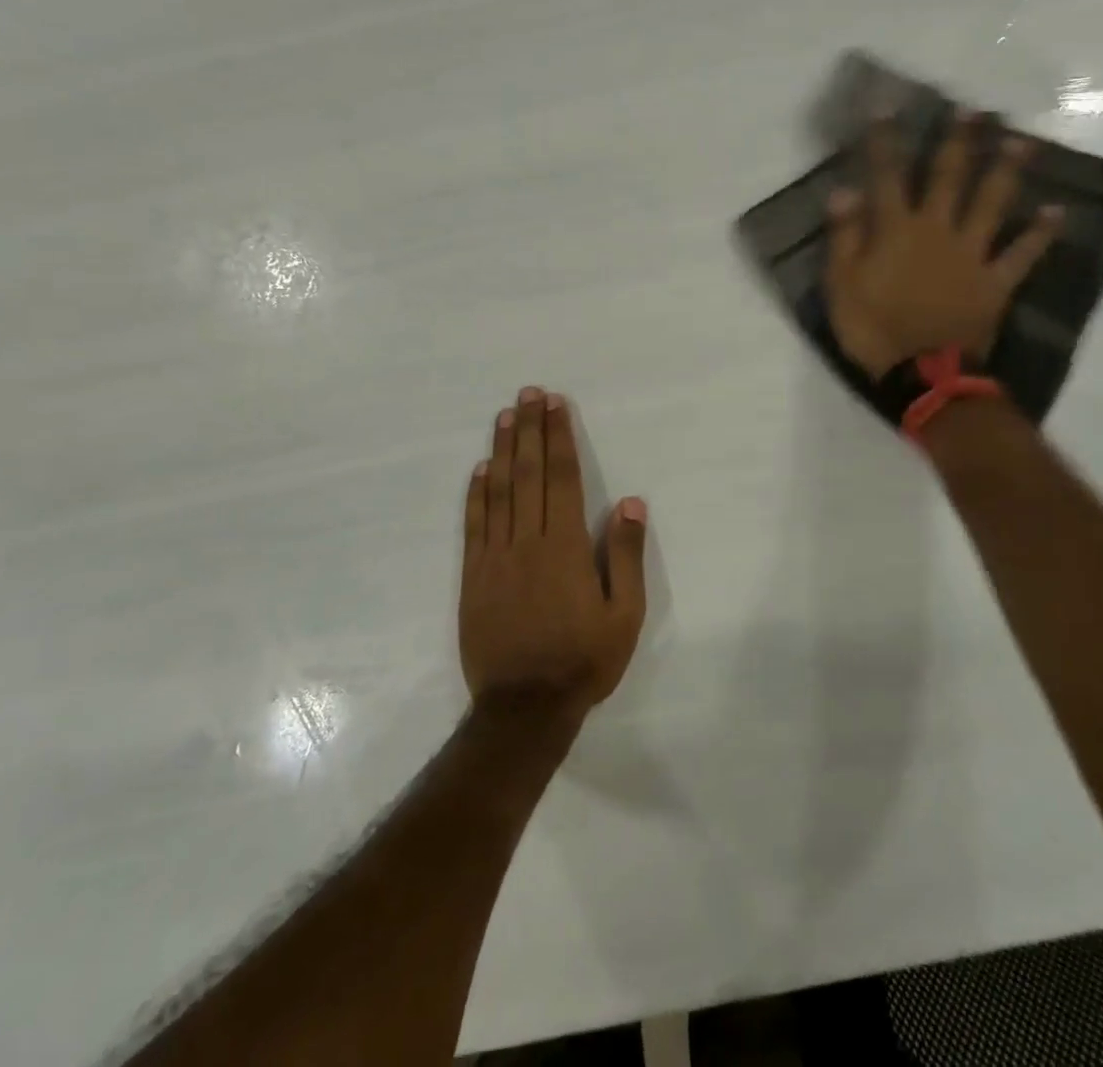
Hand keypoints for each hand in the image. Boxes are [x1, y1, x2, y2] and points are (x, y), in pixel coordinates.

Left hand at [460, 387, 647, 720]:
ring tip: (506, 416)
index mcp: (566, 547)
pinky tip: (480, 469)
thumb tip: (629, 502)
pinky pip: (474, 526)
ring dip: (504, 450)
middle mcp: (528, 542)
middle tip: (528, 393)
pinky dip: (476, 494)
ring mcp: (495, 558)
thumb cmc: (582, 661)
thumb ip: (625, 557)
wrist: (524, 708)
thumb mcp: (624, 616)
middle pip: (530, 474)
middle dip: (531, 430)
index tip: (556, 404)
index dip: (560, 438)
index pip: (563, 479)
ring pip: (499, 491)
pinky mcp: (473, 577)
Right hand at [825, 117, 1063, 377]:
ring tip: (1022, 142)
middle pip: (949, 178)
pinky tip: (1056, 211)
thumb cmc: (873, 328)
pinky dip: (1039, 234)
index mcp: (897, 230)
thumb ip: (844, 236)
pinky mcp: (996, 281)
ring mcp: (972, 254)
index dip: (885, 140)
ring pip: (992, 204)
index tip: (886, 106)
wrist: (922, 373)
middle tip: (977, 110)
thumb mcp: (841, 285)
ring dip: (1007, 171)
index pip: (887, 176)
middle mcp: (938, 230)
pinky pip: (1021, 254)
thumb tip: (844, 190)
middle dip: (960, 142)